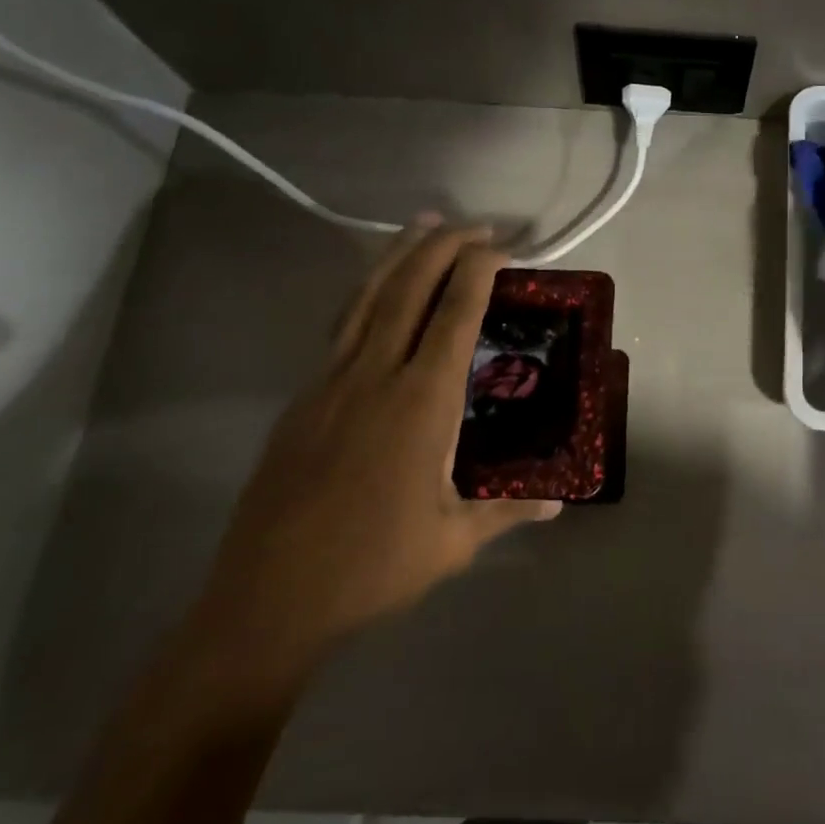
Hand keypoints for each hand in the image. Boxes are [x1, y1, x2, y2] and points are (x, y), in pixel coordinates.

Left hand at [196, 222, 558, 675]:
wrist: (267, 600)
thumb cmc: (372, 567)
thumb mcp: (453, 540)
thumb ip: (508, 511)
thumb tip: (557, 505)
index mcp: (421, 403)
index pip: (455, 315)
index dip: (479, 272)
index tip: (502, 247)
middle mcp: (375, 376)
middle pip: (409, 289)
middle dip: (443, 246)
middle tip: (475, 224)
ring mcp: (330, 383)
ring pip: (367, 298)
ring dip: (398, 255)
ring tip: (422, 223)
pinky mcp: (303, 399)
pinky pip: (341, 327)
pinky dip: (367, 293)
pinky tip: (377, 290)